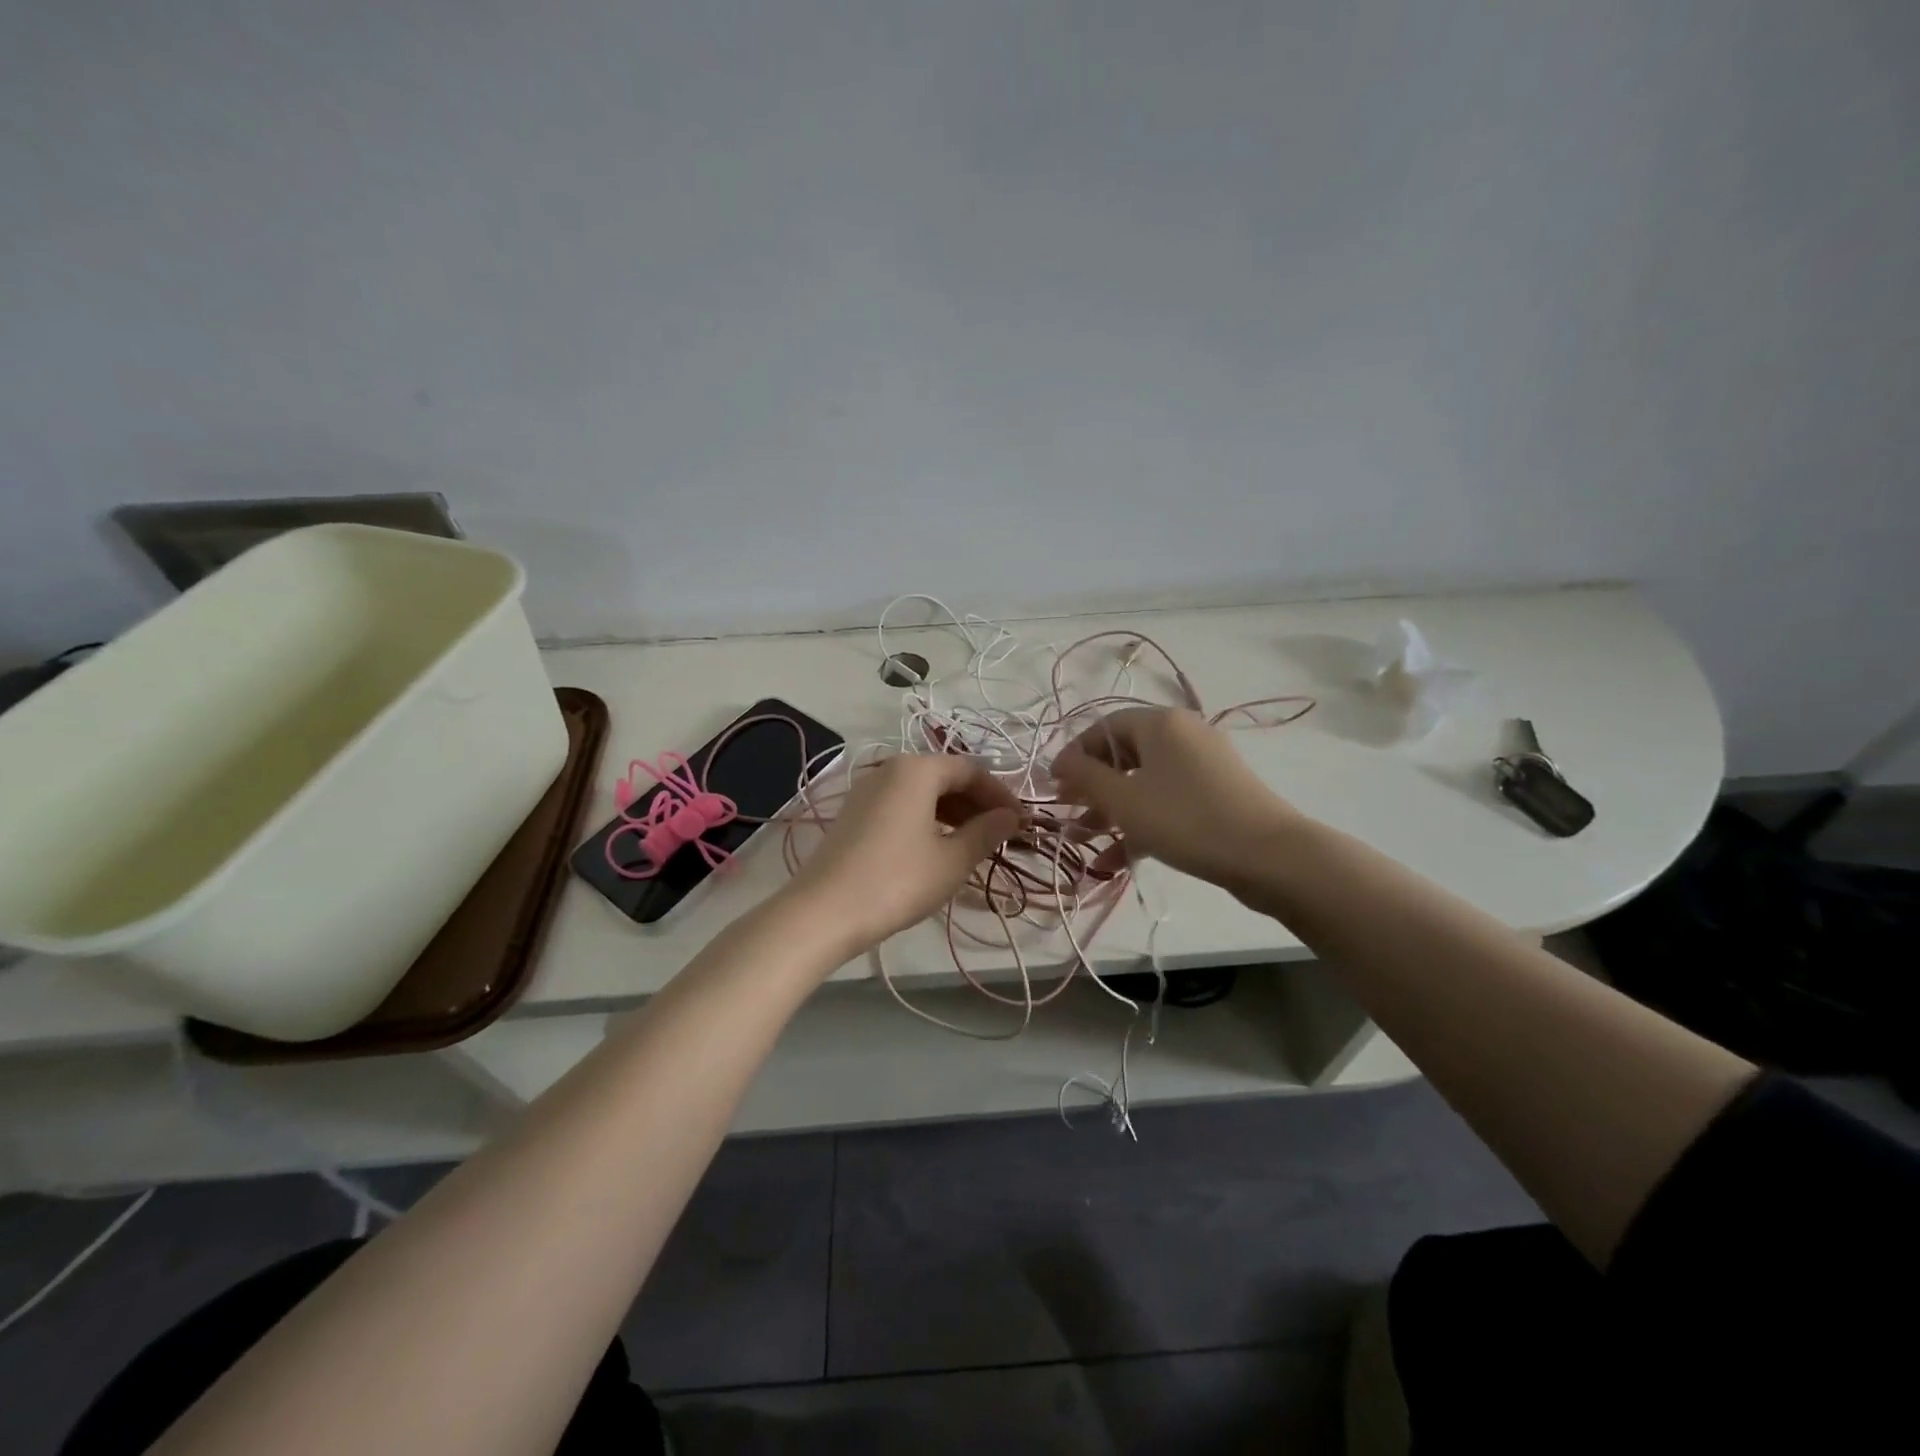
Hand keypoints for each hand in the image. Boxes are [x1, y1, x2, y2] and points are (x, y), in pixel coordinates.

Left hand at [785, 753, 1021, 957]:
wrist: (823, 912)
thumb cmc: (897, 881)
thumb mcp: (952, 860)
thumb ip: (986, 833)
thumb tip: (1012, 817)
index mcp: (917, 770)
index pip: (971, 770)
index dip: (1001, 795)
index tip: (1022, 822)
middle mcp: (890, 769)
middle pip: (945, 777)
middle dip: (977, 803)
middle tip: (1002, 835)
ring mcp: (867, 791)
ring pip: (922, 792)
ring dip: (953, 813)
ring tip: (975, 844)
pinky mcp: (854, 814)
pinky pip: (902, 805)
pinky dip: (927, 820)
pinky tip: (938, 847)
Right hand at [1049, 708, 1303, 892]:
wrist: (1270, 856)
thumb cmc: (1186, 820)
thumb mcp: (1124, 800)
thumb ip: (1085, 777)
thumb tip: (1061, 761)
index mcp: (1160, 723)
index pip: (1102, 728)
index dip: (1073, 756)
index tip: (1053, 788)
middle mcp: (1182, 734)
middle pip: (1123, 756)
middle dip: (1091, 788)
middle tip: (1068, 815)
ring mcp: (1203, 765)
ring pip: (1144, 782)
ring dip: (1112, 811)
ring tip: (1085, 842)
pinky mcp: (1216, 794)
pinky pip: (1167, 801)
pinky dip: (1142, 824)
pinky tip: (1116, 861)